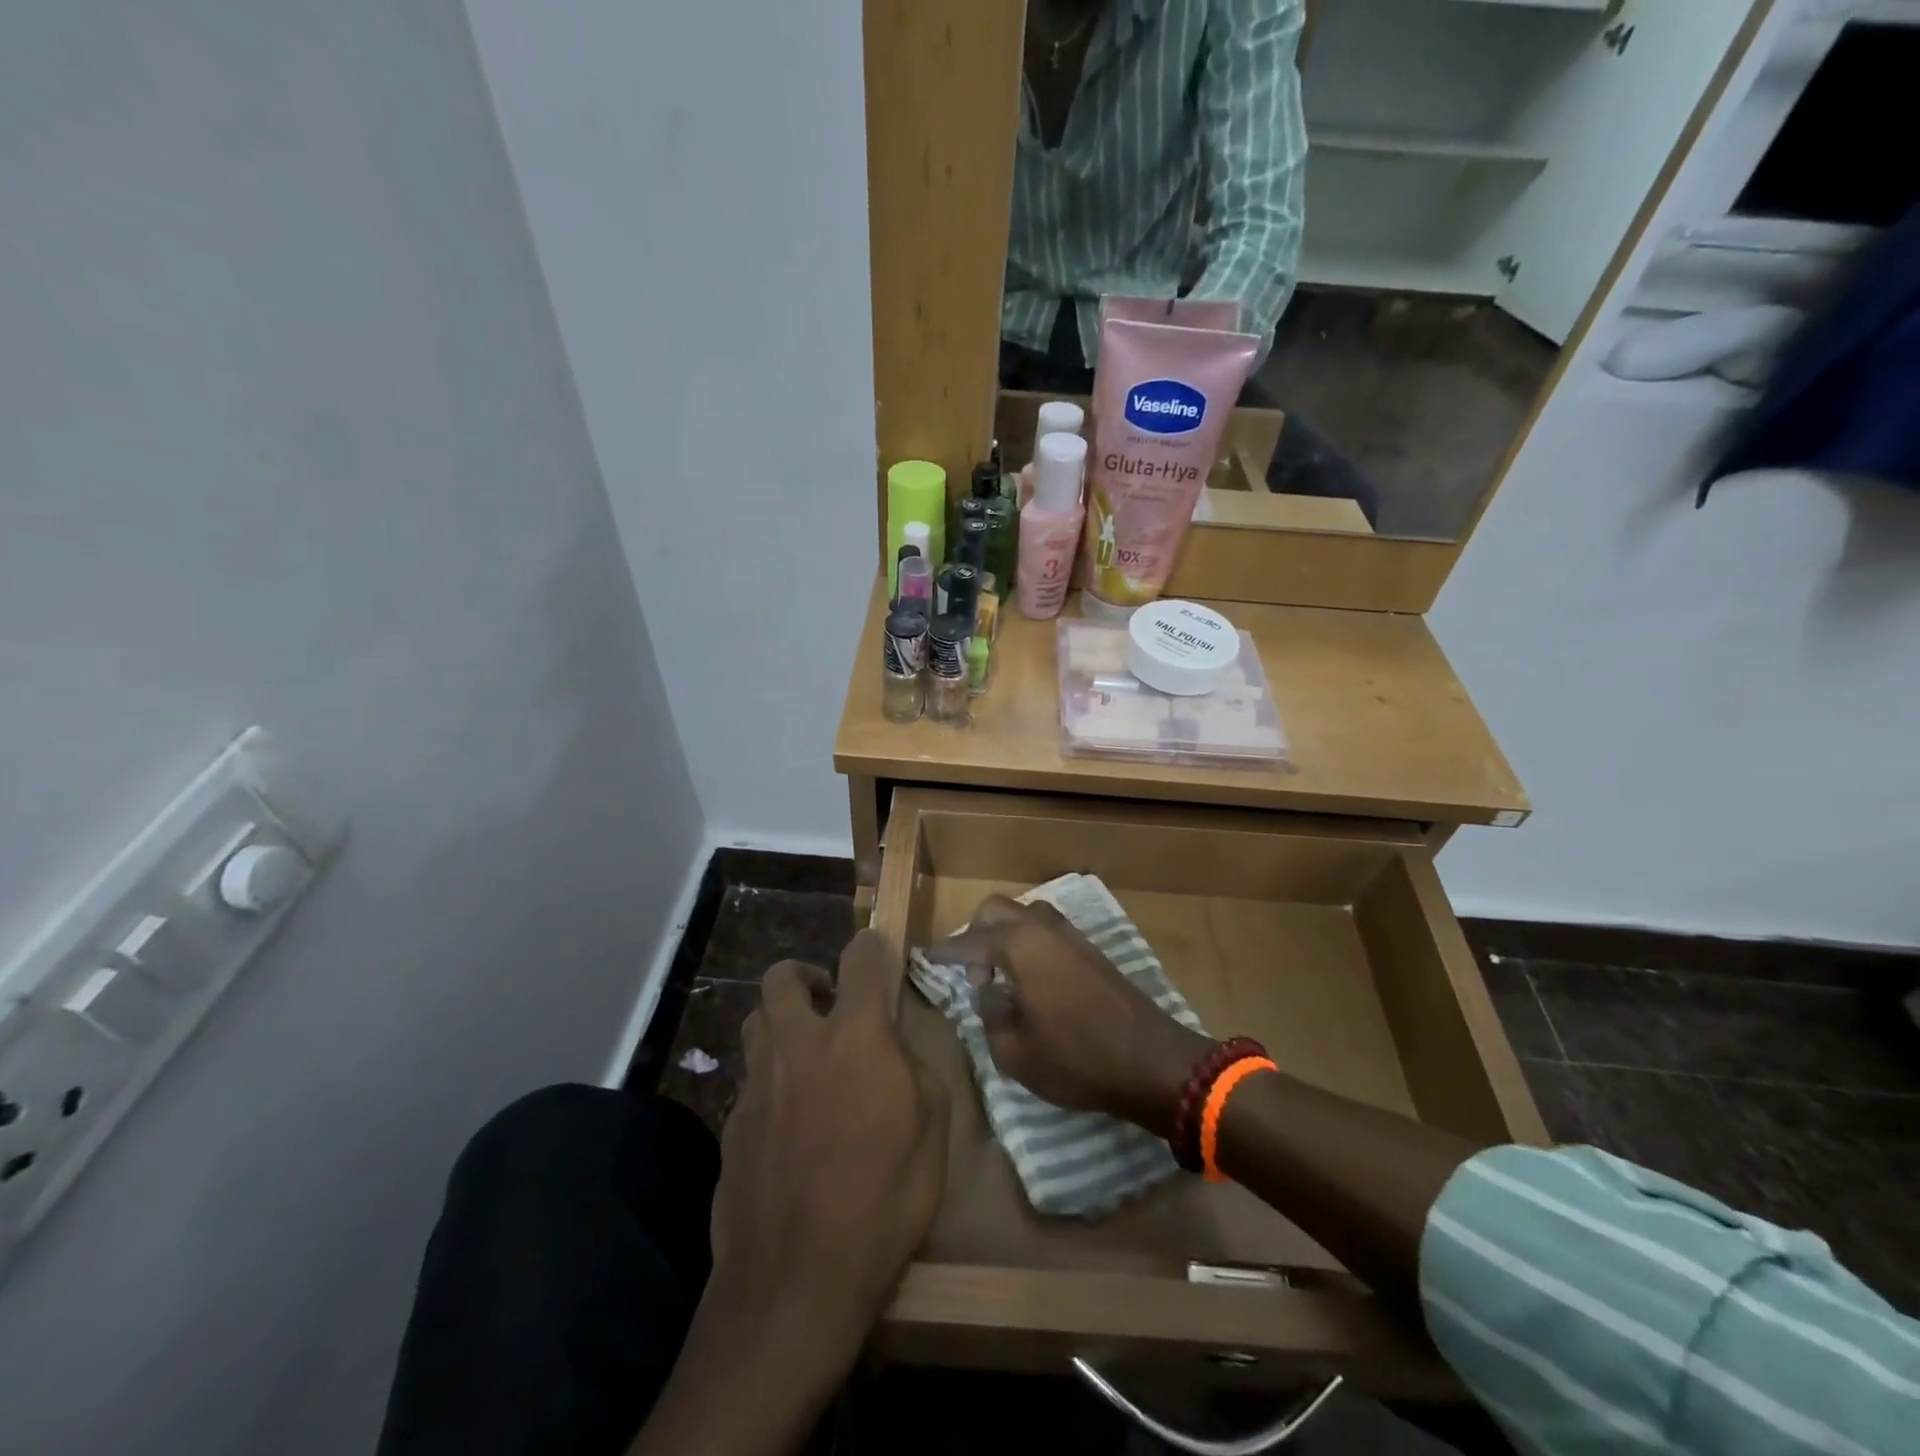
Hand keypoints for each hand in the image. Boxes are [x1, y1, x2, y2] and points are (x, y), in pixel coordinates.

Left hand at [707, 929, 948, 1365]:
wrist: (796, 1281)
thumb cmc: (882, 1201)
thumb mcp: (932, 1132)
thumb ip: (914, 1071)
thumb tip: (892, 1053)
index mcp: (855, 1037)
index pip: (860, 959)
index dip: (871, 945)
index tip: (876, 950)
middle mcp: (798, 1044)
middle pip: (781, 977)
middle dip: (804, 974)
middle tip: (825, 997)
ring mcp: (757, 1082)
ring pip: (756, 1021)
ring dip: (779, 1021)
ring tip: (803, 1052)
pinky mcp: (731, 1123)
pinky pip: (749, 1079)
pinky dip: (769, 1080)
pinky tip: (786, 1122)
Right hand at [929, 896, 1210, 1138]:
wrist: (1151, 1061)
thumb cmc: (1077, 1058)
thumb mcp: (1015, 1052)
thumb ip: (990, 1015)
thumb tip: (989, 992)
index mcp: (1020, 946)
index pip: (970, 940)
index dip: (946, 952)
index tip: (926, 958)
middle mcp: (1044, 929)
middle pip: (997, 910)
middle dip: (976, 933)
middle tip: (973, 973)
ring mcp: (1072, 936)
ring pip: (1026, 915)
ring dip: (1006, 935)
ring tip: (1003, 976)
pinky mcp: (1092, 951)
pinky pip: (1048, 931)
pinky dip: (1030, 943)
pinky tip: (1032, 979)